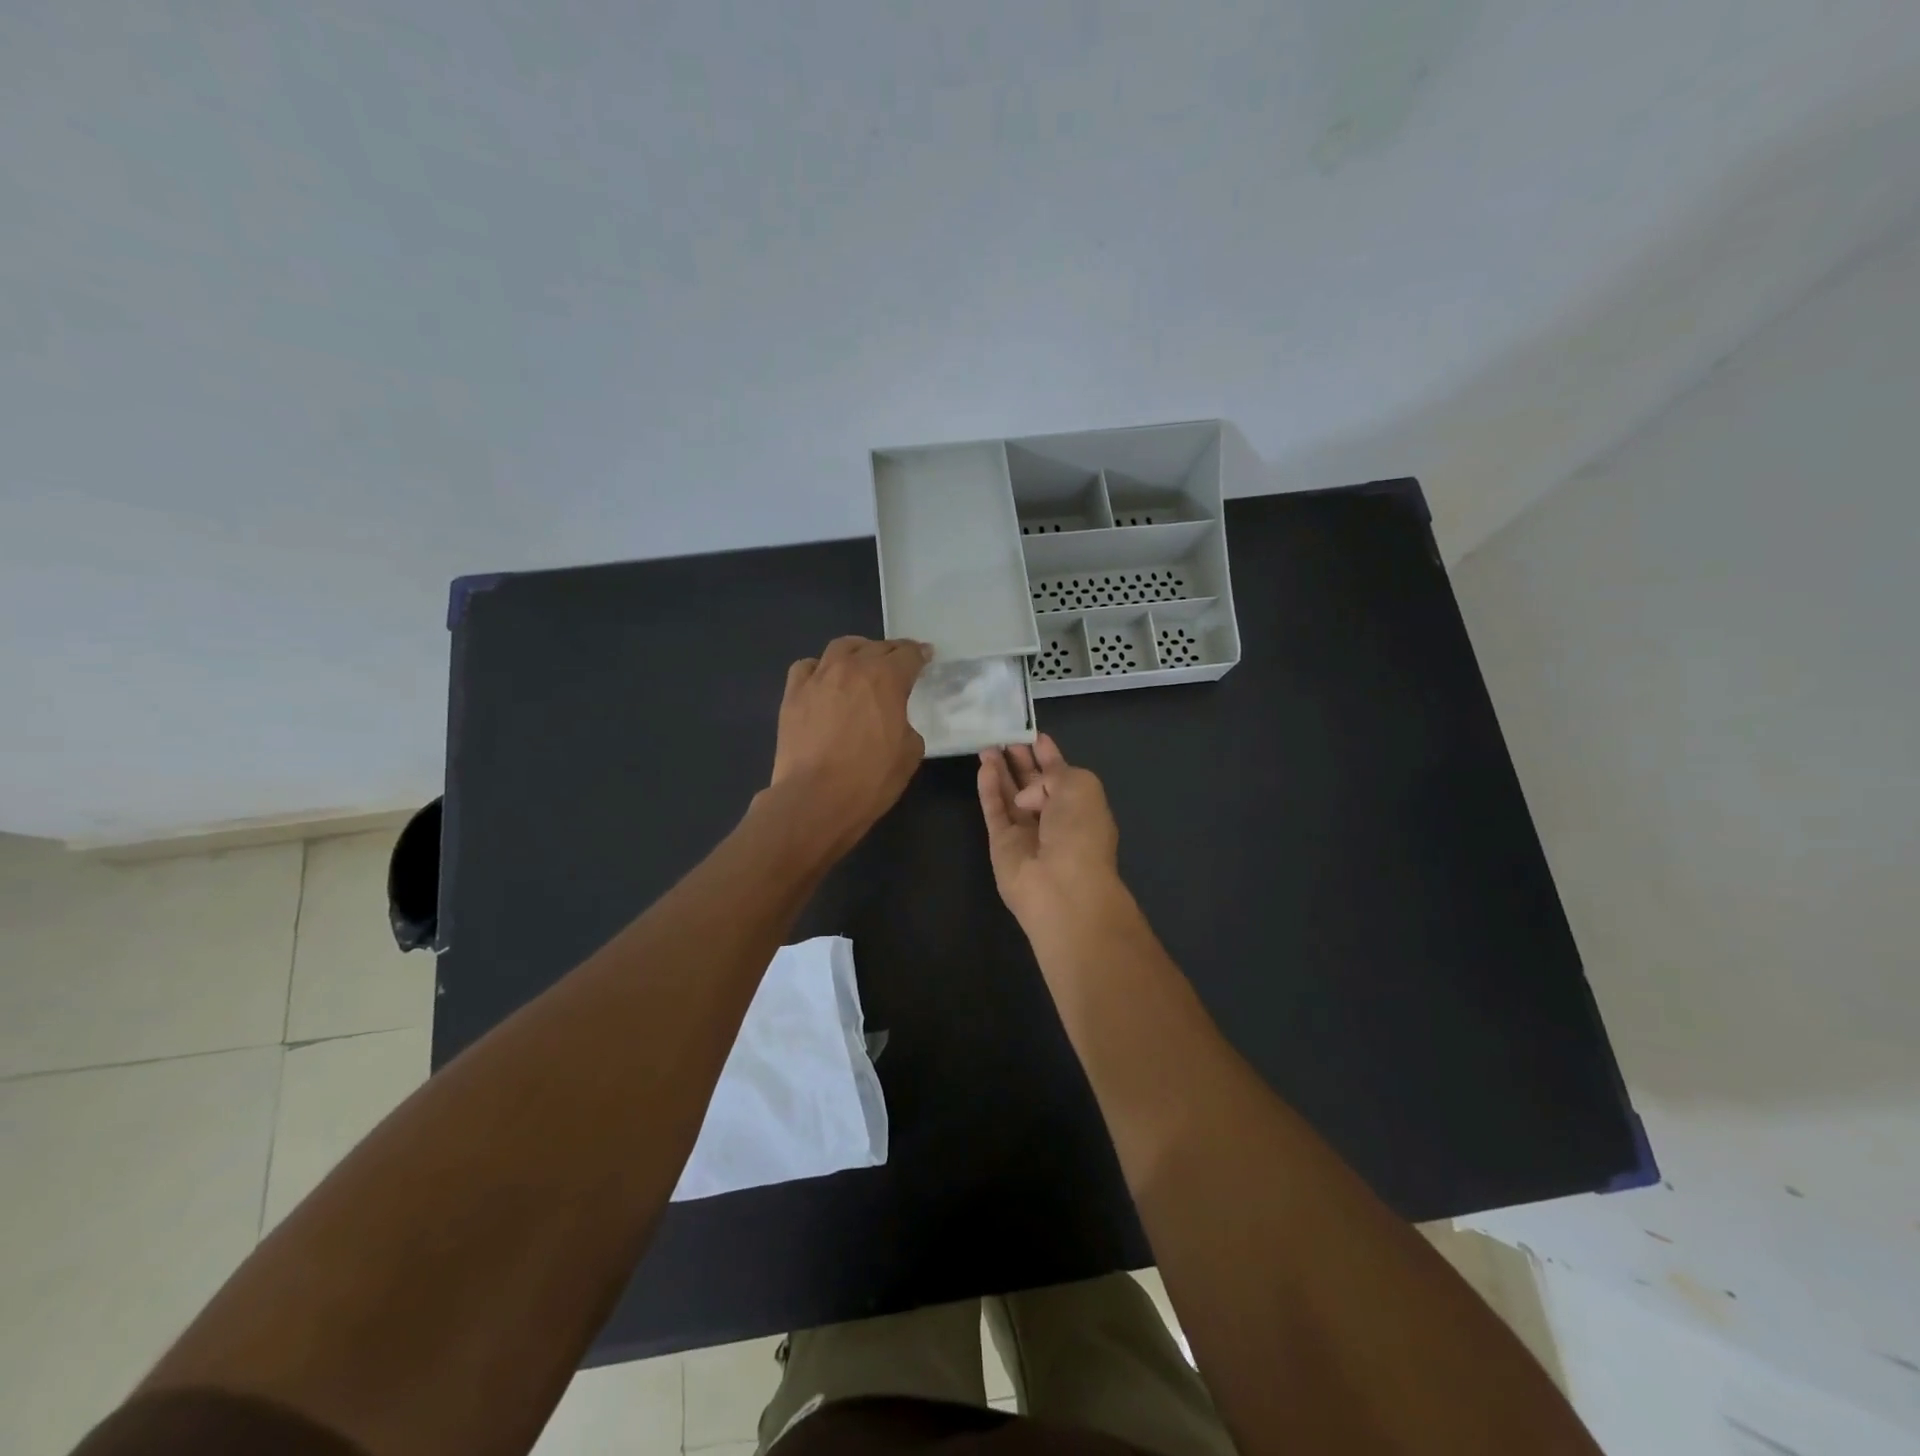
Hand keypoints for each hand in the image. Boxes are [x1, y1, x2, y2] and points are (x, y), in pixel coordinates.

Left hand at [768, 636, 930, 851]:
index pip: (908, 654)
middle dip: (892, 652)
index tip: (926, 657)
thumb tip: (895, 721)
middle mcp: (851, 668)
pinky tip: (824, 682)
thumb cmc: (869, 779)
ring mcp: (818, 678)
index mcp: (886, 679)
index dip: (921, 654)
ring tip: (861, 664)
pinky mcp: (793, 694)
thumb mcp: (909, 754)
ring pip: (840, 647)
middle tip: (898, 664)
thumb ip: (907, 725)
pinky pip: (807, 667)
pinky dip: (820, 669)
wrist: (814, 799)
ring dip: (857, 651)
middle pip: (875, 646)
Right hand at [977, 734, 1123, 928]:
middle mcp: (1054, 817)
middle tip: (1004, 736)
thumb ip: (1053, 773)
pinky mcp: (1001, 843)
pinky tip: (983, 767)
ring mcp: (1026, 832)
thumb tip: (1027, 793)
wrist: (1062, 886)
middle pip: (1032, 784)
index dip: (1048, 754)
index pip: (1061, 774)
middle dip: (1021, 760)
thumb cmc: (1080, 831)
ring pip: (1010, 795)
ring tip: (987, 746)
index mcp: (1080, 804)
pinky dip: (988, 789)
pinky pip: (994, 810)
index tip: (1035, 735)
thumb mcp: (1080, 786)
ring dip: (1000, 770)